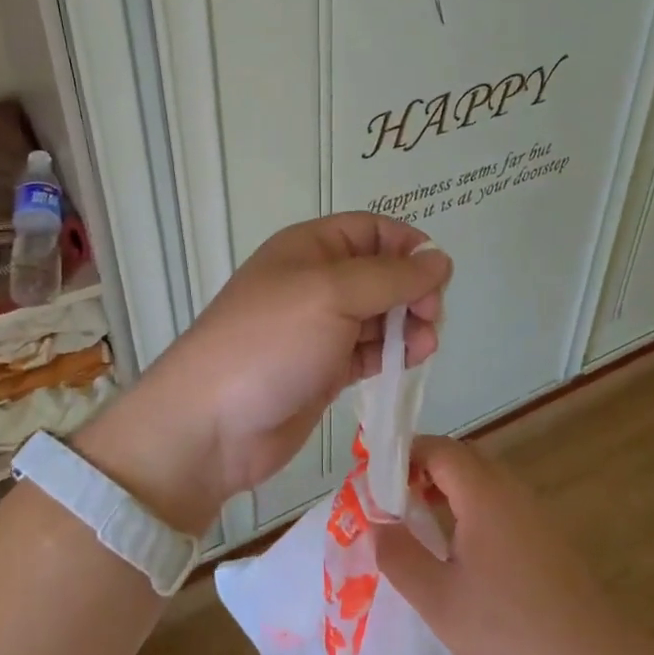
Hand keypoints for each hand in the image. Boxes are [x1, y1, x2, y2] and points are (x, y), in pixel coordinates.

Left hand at [79, 214, 450, 533]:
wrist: (212, 424)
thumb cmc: (271, 343)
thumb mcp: (332, 294)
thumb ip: (392, 276)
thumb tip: (441, 260)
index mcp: (309, 248)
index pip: (371, 230)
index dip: (407, 246)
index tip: (437, 276)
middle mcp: (315, 282)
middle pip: (380, 272)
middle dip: (412, 289)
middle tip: (430, 317)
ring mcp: (318, 328)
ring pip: (379, 314)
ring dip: (407, 324)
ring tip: (423, 345)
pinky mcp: (323, 369)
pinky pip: (368, 351)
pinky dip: (392, 353)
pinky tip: (410, 361)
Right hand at [376, 436, 630, 654]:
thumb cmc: (508, 630)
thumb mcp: (437, 599)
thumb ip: (399, 555)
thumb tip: (376, 523)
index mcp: (483, 492)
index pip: (437, 448)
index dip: (402, 457)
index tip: (375, 485)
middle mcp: (510, 489)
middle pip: (461, 457)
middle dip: (422, 469)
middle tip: (393, 503)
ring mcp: (534, 512)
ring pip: (482, 480)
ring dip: (447, 489)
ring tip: (419, 525)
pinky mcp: (546, 537)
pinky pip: (500, 503)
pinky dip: (471, 508)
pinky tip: (461, 552)